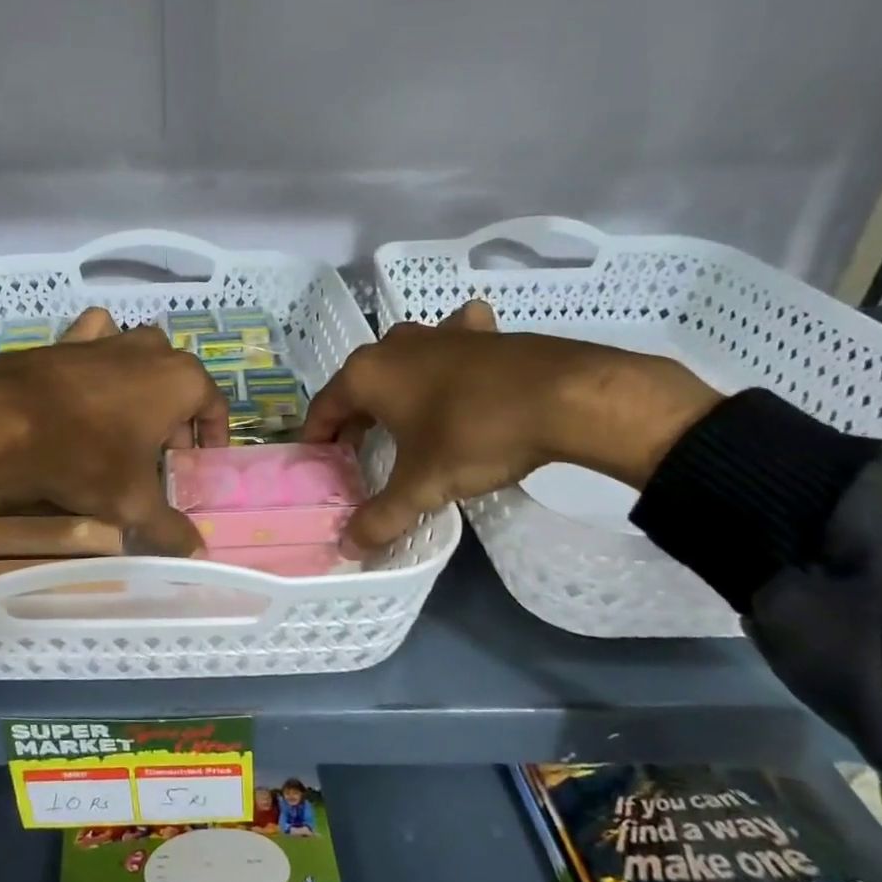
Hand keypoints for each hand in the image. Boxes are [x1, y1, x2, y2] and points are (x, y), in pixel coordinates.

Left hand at [0, 308, 228, 555]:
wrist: (0, 421)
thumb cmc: (84, 456)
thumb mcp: (132, 501)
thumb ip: (170, 528)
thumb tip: (198, 556)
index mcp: (181, 380)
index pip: (214, 407)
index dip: (211, 440)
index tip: (198, 466)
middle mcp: (152, 349)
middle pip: (179, 386)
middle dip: (175, 421)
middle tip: (160, 460)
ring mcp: (109, 339)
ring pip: (141, 360)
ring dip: (143, 390)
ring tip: (127, 427)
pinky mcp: (69, 338)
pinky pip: (98, 341)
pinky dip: (101, 357)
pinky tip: (90, 383)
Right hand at [304, 300, 721, 554]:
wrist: (564, 396)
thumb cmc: (474, 435)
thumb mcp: (422, 485)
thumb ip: (380, 517)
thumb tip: (347, 549)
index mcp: (368, 374)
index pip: (324, 407)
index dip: (317, 439)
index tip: (318, 465)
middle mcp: (394, 345)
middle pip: (360, 385)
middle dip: (355, 419)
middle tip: (360, 455)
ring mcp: (439, 332)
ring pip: (402, 361)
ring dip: (397, 388)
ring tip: (403, 419)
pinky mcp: (480, 333)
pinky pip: (450, 342)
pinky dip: (447, 358)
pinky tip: (458, 372)